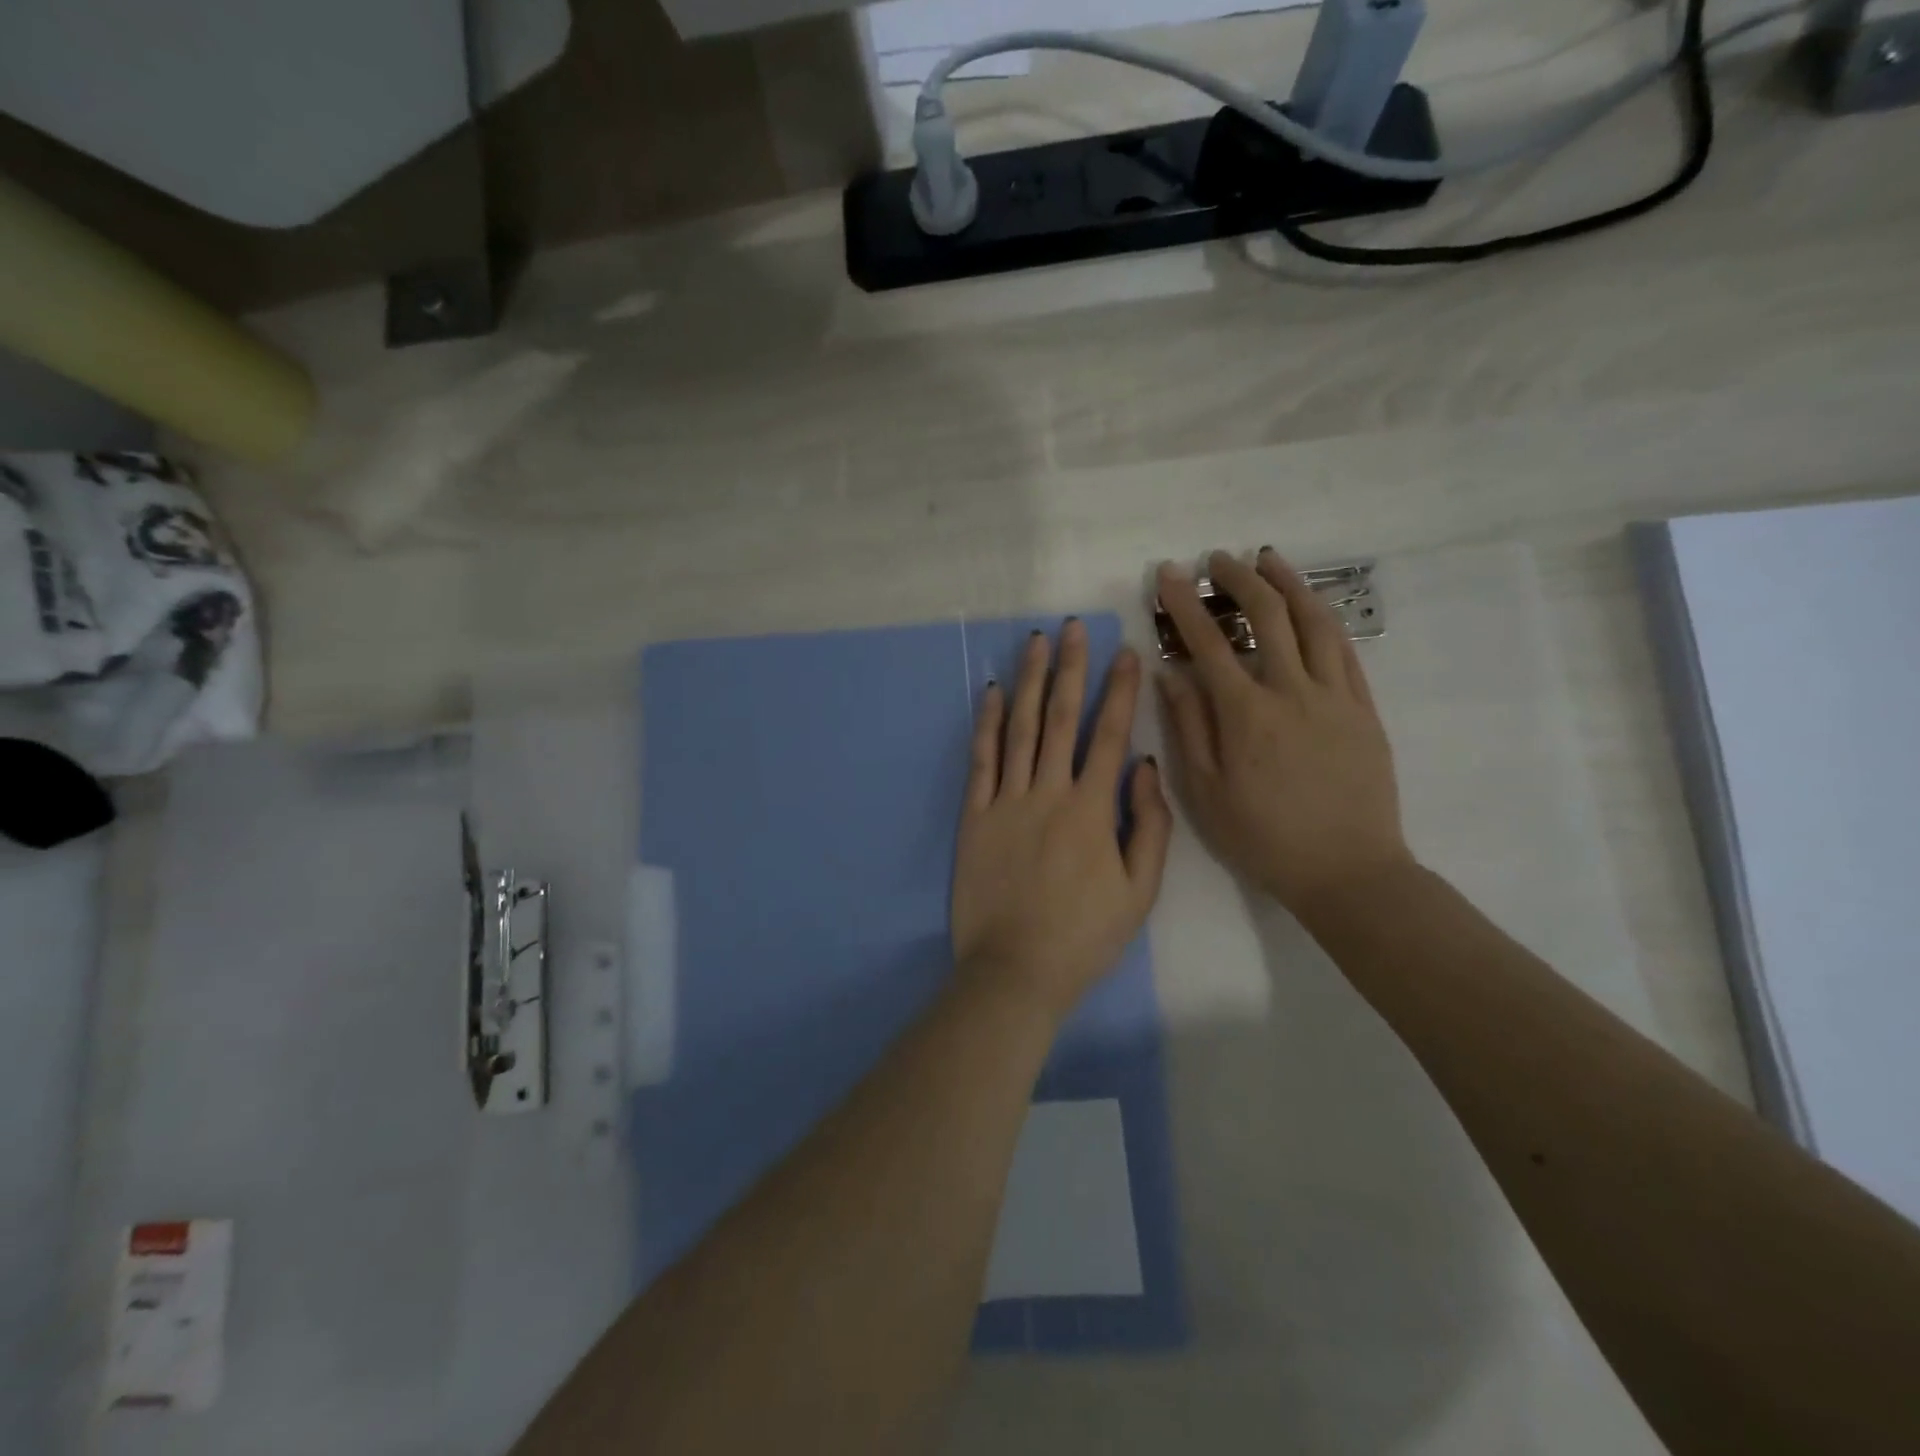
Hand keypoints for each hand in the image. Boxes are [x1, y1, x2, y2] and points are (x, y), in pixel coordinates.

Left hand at [951, 621, 1172, 1021]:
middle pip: (1059, 718)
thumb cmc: (1084, 935)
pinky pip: (980, 760)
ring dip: (1027, 681)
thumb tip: (1146, 766)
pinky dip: (984, 724)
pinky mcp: (974, 817)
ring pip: (1017, 728)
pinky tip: (988, 692)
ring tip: (1034, 642)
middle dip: (1069, 668)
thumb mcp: (1139, 891)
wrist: (1015, 971)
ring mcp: (1006, 802)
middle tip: (1072, 627)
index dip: (1119, 691)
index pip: (1109, 734)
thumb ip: (1149, 825)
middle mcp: (1048, 792)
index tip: (1125, 653)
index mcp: (1092, 809)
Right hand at [1155, 550, 1413, 915]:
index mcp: (1246, 715)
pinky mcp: (1364, 709)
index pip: (1209, 643)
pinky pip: (1345, 650)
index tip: (1168, 574)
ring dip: (1288, 584)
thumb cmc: (1263, 838)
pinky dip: (1323, 618)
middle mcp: (1292, 692)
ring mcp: (1335, 697)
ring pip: (1313, 622)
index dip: (1184, 604)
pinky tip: (1310, 606)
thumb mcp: (1206, 793)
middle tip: (1216, 558)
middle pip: (1266, 617)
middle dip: (1237, 579)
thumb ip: (1188, 727)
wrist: (1348, 871)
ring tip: (1268, 560)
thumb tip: (1170, 674)